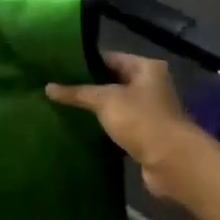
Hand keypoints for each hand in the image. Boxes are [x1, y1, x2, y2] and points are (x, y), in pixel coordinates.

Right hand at [46, 52, 200, 198]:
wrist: (171, 161)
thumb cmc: (141, 120)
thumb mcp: (105, 100)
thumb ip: (77, 92)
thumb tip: (48, 87)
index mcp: (146, 68)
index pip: (110, 58)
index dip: (85, 63)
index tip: (59, 68)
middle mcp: (151, 85)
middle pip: (113, 81)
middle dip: (88, 87)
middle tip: (57, 89)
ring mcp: (149, 111)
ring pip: (115, 105)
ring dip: (95, 109)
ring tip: (63, 108)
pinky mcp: (146, 134)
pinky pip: (119, 125)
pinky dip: (104, 127)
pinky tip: (81, 129)